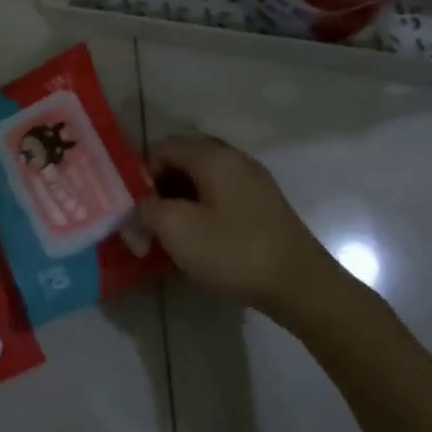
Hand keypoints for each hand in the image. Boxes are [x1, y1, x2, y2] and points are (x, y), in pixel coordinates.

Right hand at [135, 135, 353, 316]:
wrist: (299, 284)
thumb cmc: (233, 251)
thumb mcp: (177, 229)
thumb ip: (147, 210)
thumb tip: (138, 206)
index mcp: (213, 156)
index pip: (164, 146)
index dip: (141, 172)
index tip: (133, 205)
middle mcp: (235, 160)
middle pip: (185, 160)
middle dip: (160, 186)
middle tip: (147, 218)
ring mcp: (254, 182)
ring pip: (204, 180)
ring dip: (180, 200)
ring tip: (169, 233)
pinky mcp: (264, 206)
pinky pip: (222, 196)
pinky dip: (203, 210)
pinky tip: (198, 240)